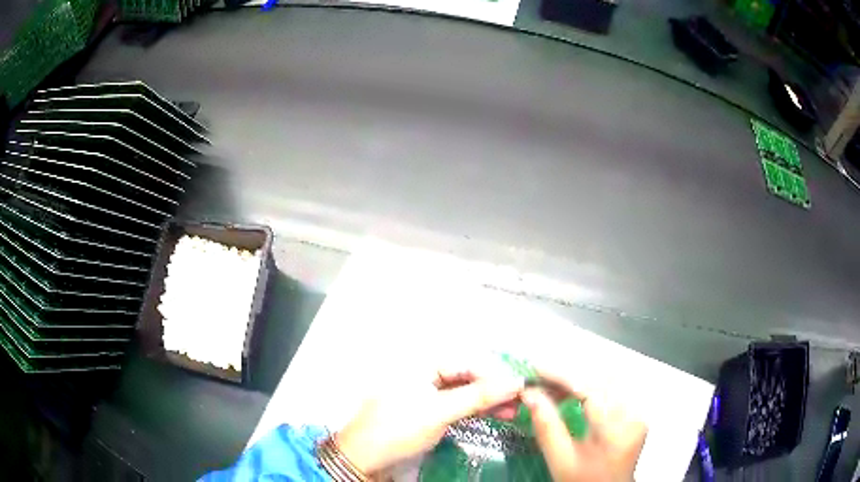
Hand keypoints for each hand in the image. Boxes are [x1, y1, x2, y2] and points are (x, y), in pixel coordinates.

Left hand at [335, 367, 523, 476]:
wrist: (366, 458)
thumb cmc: (397, 429)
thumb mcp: (439, 411)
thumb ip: (477, 396)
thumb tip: (516, 381)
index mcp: (422, 365)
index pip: (468, 363)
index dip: (495, 374)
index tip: (521, 386)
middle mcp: (426, 376)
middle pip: (468, 377)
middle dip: (494, 388)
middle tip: (521, 400)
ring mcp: (429, 396)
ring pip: (466, 393)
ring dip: (489, 401)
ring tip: (514, 411)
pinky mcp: (431, 414)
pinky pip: (460, 407)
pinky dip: (477, 411)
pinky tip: (496, 414)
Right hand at [522, 368, 647, 481]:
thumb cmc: (583, 480)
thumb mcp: (560, 459)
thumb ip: (546, 426)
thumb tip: (529, 394)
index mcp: (616, 429)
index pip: (590, 389)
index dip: (562, 376)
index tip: (536, 370)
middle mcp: (634, 414)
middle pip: (601, 379)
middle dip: (569, 375)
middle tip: (540, 379)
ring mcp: (638, 411)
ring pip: (608, 379)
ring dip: (580, 378)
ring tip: (553, 384)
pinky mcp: (636, 412)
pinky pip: (614, 388)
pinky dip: (591, 385)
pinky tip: (574, 391)